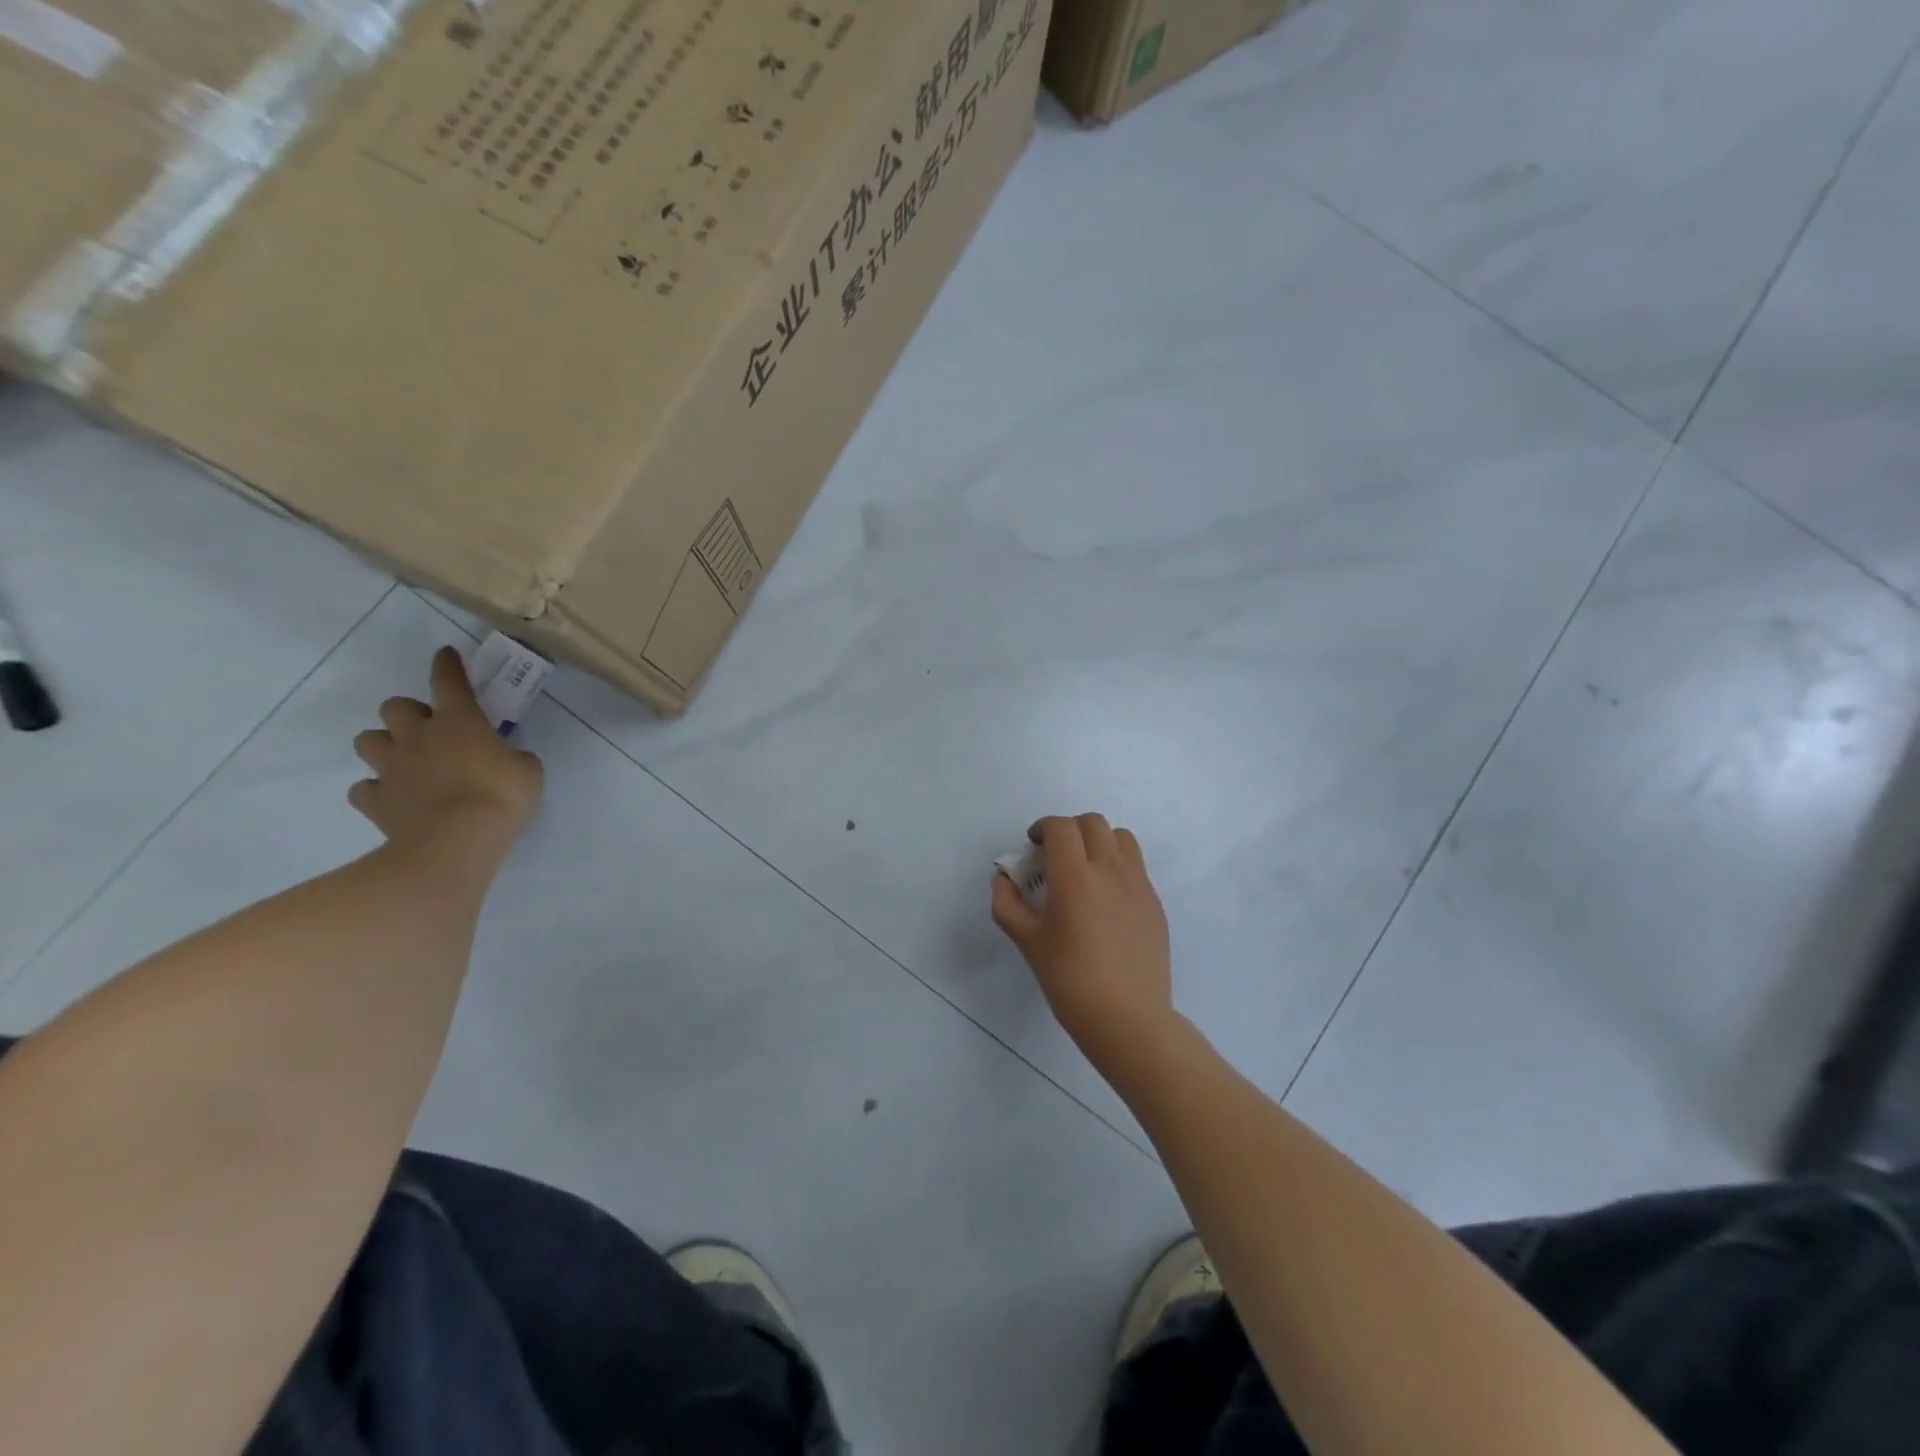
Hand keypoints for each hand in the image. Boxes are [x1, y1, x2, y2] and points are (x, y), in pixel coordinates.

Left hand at [350, 647, 543, 864]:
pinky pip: (365, 788)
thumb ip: (513, 757)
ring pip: (368, 741)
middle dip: (409, 713)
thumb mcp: (528, 771)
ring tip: (406, 760)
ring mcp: (391, 768)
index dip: (448, 665)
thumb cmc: (501, 797)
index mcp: (459, 722)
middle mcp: (418, 737)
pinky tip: (395, 797)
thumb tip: (504, 758)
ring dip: (385, 745)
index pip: (449, 681)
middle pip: (395, 707)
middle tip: (430, 729)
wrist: (455, 844)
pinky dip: (377, 789)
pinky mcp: (375, 801)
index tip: (446, 654)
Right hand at [992, 813, 1176, 1078]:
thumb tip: (1003, 878)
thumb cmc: (1069, 980)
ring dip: (1099, 840)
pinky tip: (1105, 898)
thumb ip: (1007, 903)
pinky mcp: (1154, 902)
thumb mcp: (1027, 942)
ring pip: (1121, 838)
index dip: (1043, 827)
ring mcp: (1138, 884)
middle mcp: (1110, 869)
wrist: (1127, 1017)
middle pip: (1093, 823)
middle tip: (1055, 854)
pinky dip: (1117, 865)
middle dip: (1070, 829)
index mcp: (1075, 876)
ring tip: (1085, 868)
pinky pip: (1136, 866)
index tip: (1034, 844)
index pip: (1061, 827)